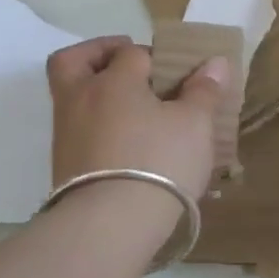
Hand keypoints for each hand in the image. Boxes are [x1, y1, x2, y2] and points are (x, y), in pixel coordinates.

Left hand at [46, 36, 226, 201]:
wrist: (111, 224)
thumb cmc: (159, 161)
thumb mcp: (195, 124)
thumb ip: (204, 91)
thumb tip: (214, 63)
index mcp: (113, 81)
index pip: (130, 52)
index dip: (155, 55)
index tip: (177, 71)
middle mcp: (81, 99)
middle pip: (73, 61)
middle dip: (97, 55)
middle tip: (127, 65)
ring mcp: (66, 134)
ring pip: (73, 98)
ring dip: (99, 95)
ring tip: (137, 112)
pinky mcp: (64, 165)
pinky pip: (79, 130)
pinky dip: (98, 126)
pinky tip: (127, 144)